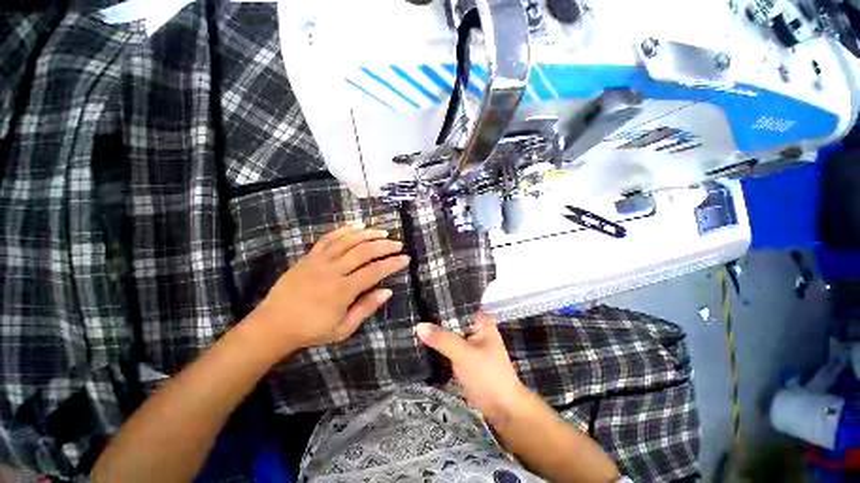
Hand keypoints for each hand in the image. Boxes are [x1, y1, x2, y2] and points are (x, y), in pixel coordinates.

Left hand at [250, 224, 408, 357]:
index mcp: (342, 290)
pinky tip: (356, 225)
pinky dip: (343, 230)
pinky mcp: (308, 256)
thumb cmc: (311, 330)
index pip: (374, 271)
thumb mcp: (343, 329)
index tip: (405, 259)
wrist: (273, 325)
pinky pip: (328, 238)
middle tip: (398, 244)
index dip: (392, 263)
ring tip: (382, 232)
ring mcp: (318, 261)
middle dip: (384, 246)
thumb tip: (387, 291)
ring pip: (347, 241)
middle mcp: (332, 271)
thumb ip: (366, 308)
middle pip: (363, 251)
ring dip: (368, 234)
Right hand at [415, 312, 529, 423]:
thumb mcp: (464, 354)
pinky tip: (420, 342)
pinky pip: (447, 349)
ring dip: (434, 335)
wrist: (502, 410)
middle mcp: (474, 330)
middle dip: (435, 320)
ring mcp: (468, 346)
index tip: (423, 299)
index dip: (442, 304)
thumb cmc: (488, 376)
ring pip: (448, 335)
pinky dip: (436, 347)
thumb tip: (419, 326)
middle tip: (414, 313)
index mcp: (481, 322)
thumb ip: (442, 339)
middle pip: (451, 321)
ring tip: (413, 325)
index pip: (459, 307)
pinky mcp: (462, 359)